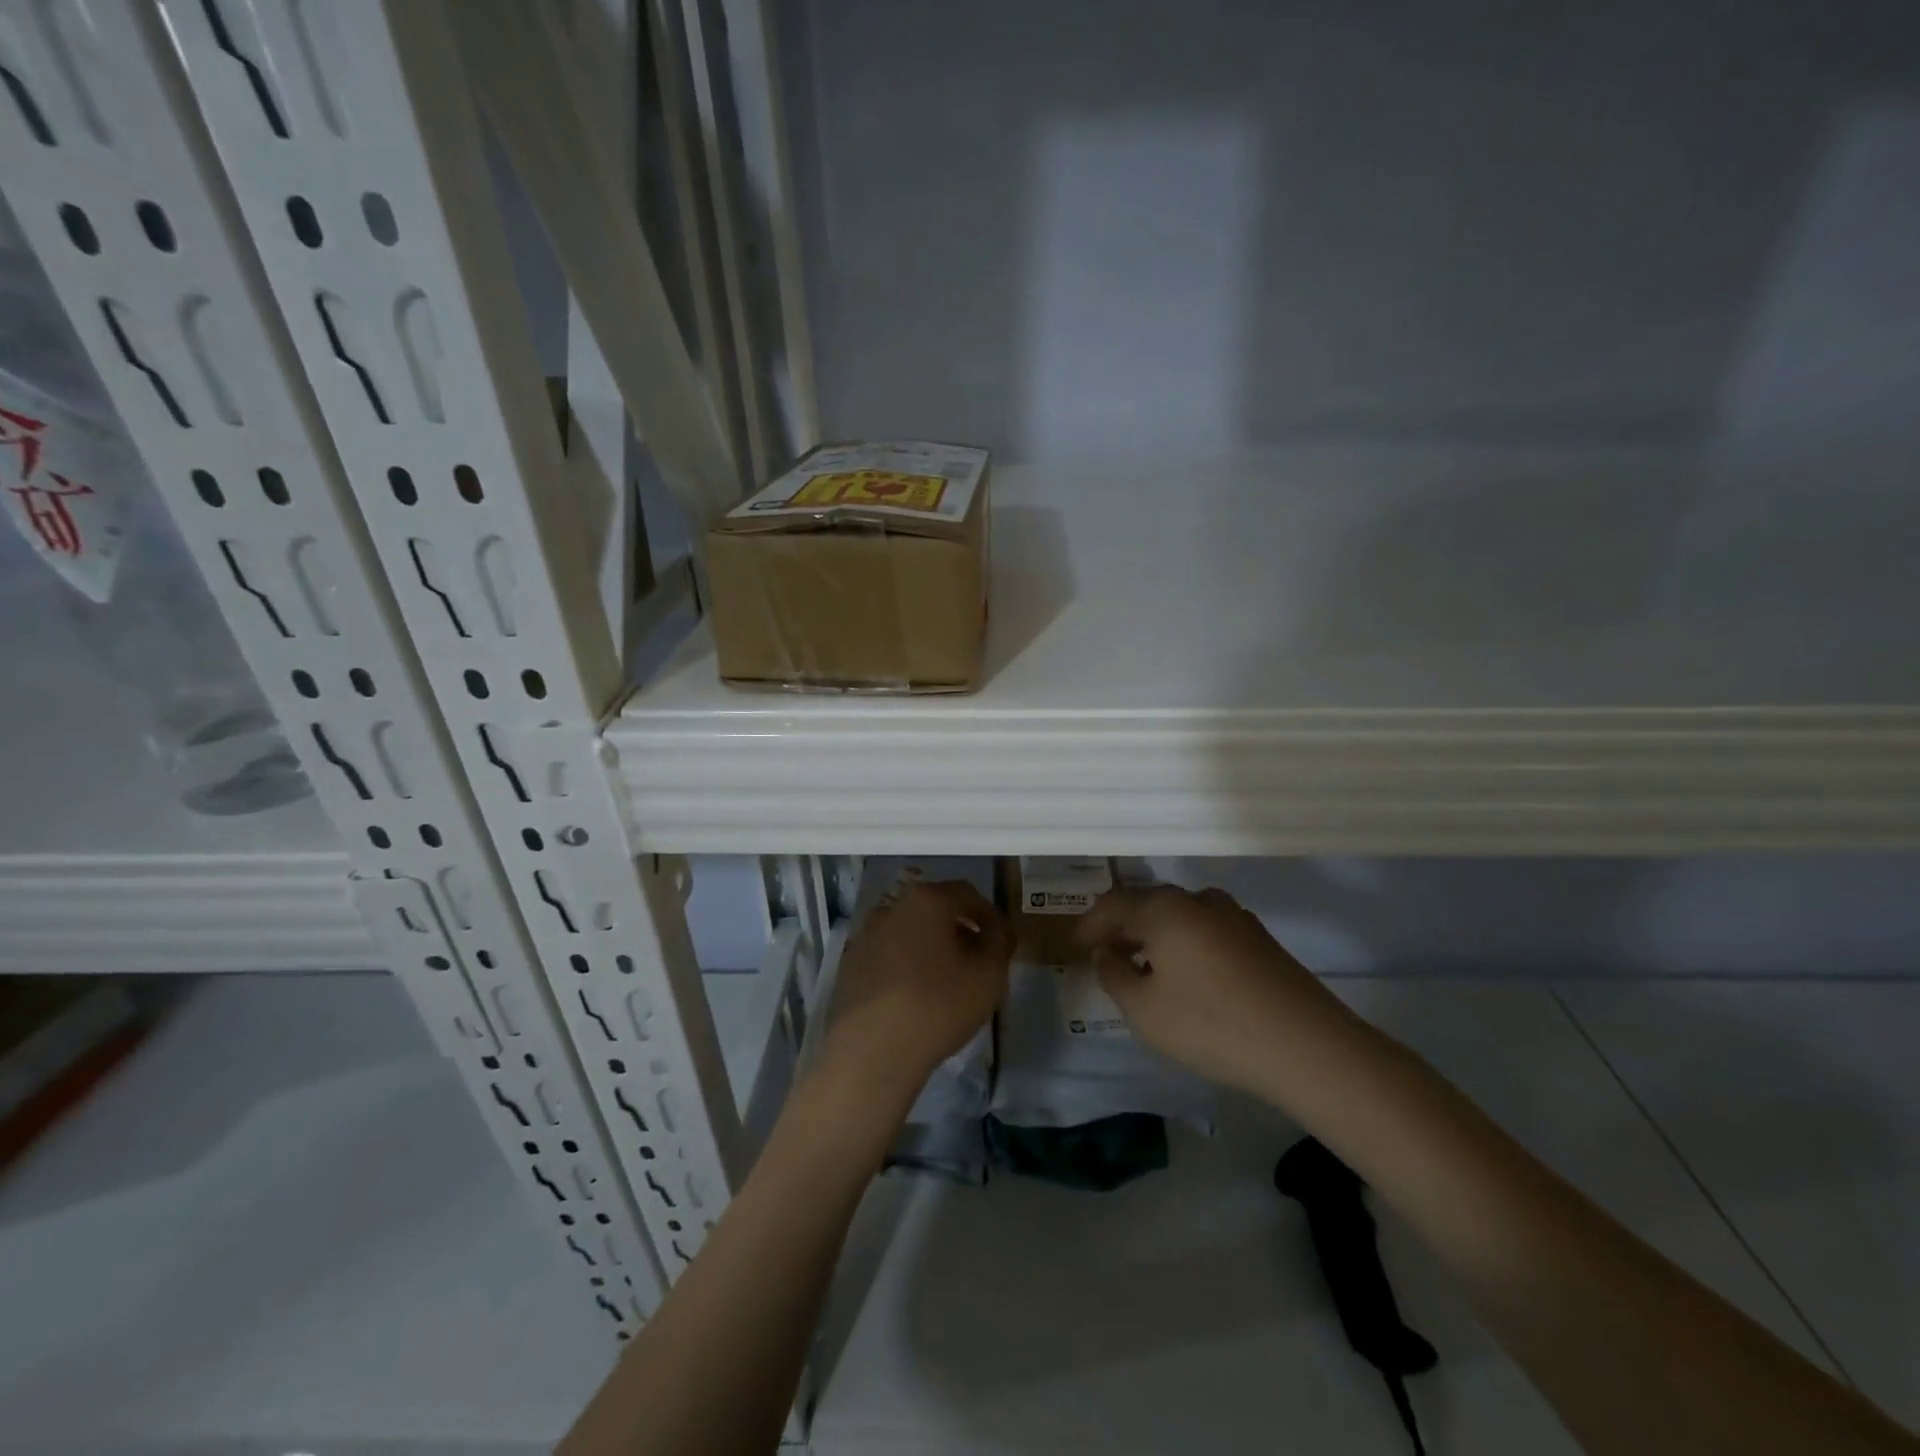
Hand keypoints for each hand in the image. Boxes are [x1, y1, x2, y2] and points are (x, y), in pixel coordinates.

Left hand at [822, 879, 1012, 1104]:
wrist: (872, 1051)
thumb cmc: (938, 1005)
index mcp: (927, 900)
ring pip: (909, 931)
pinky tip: (914, 995)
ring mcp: (866, 934)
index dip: (989, 915)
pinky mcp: (850, 963)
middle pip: (935, 909)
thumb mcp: (989, 975)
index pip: (968, 894)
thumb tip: (997, 929)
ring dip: (930, 946)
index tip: (1000, 941)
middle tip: (976, 960)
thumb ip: (1000, 942)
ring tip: (946, 980)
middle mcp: (892, 907)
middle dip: (959, 929)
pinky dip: (905, 964)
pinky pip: (888, 954)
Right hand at [1075, 884, 1354, 1093]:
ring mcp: (1235, 917)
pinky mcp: (1260, 939)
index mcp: (1165, 909)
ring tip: (1145, 964)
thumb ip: (1114, 975)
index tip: (1076, 945)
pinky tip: (1187, 974)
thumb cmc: (1212, 1025)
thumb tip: (1106, 954)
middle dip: (1123, 926)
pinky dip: (1185, 943)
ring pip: (1180, 915)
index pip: (1115, 903)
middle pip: (1149, 903)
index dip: (1091, 923)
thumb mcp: (1144, 1010)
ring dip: (1156, 934)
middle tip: (1106, 952)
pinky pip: (1206, 929)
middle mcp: (1199, 901)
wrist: (1308, 1047)